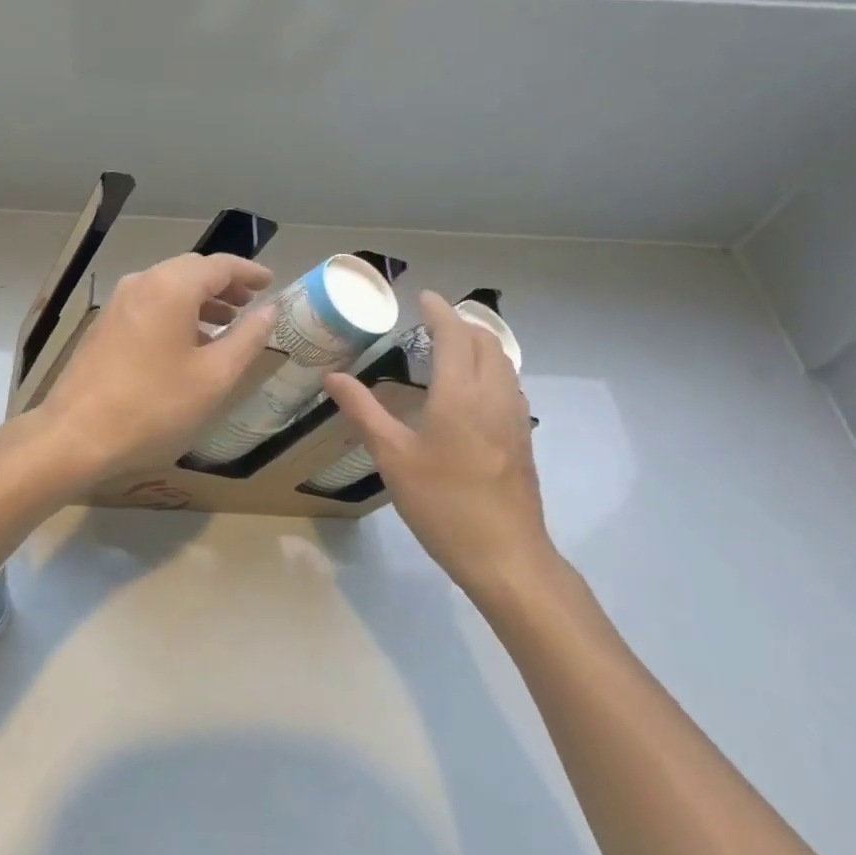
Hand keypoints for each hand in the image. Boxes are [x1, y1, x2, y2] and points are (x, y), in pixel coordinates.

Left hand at [34, 252, 277, 480]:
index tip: (271, 282)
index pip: (219, 265)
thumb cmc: (154, 406)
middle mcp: (142, 282)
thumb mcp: (214, 377)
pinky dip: (176, 312)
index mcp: (171, 287)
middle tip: (250, 303)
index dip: (249, 272)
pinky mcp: (105, 324)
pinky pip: (149, 303)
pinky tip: (188, 342)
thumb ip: (247, 339)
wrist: (76, 434)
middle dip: (224, 284)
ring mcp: (118, 302)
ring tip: (226, 323)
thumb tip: (269, 311)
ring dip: (200, 299)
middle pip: (191, 270)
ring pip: (168, 287)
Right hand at [323, 290, 555, 604]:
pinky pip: (509, 385)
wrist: (506, 557)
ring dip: (480, 343)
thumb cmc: (442, 504)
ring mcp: (514, 418)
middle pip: (485, 342)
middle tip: (433, 320)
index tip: (423, 297)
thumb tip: (333, 376)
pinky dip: (491, 368)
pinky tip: (473, 389)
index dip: (439, 311)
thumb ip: (363, 411)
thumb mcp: (392, 457)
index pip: (454, 335)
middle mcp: (493, 396)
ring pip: (503, 363)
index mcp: (460, 394)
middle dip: (461, 323)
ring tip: (452, 346)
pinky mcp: (523, 439)